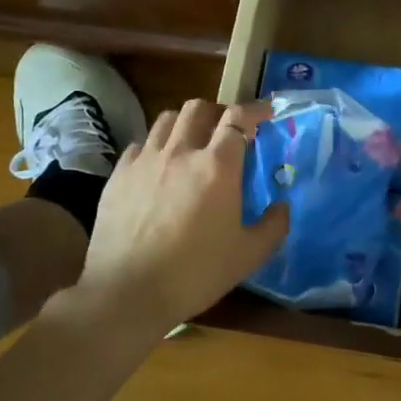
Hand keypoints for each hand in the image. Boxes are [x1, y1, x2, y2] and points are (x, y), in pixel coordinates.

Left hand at [67, 99, 287, 328]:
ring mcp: (145, 160)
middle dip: (218, 111)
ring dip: (186, 123)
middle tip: (228, 129)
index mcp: (217, 166)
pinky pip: (140, 144)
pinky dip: (156, 145)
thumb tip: (282, 206)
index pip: (238, 118)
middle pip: (199, 108)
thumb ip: (273, 226)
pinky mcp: (119, 175)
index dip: (255, 109)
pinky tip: (159, 166)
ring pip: (166, 119)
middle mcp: (180, 152)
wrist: (127, 292)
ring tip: (192, 141)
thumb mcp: (248, 255)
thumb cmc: (195, 273)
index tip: (266, 113)